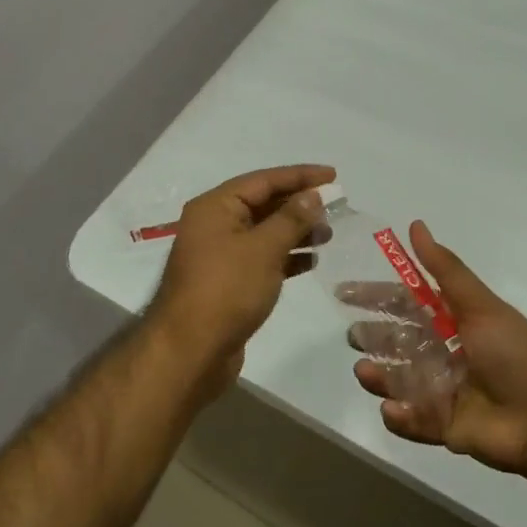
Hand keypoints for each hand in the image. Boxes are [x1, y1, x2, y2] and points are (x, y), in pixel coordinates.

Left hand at [148, 164, 335, 380]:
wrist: (191, 351)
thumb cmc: (227, 290)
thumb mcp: (264, 249)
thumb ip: (291, 219)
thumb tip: (312, 196)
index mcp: (215, 207)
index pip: (263, 180)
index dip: (299, 176)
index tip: (333, 175)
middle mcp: (214, 225)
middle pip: (262, 204)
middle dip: (299, 204)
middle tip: (336, 206)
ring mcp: (219, 255)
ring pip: (264, 233)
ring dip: (295, 231)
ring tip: (328, 235)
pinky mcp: (227, 282)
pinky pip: (261, 258)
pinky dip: (285, 257)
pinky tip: (311, 261)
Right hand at [343, 221, 526, 477]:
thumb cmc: (515, 354)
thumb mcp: (480, 305)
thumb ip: (444, 269)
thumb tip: (415, 225)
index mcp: (454, 322)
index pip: (406, 304)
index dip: (376, 297)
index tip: (345, 293)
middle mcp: (445, 354)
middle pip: (398, 343)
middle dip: (373, 339)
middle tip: (354, 337)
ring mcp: (444, 392)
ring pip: (399, 381)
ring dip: (379, 376)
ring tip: (365, 371)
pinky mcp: (445, 428)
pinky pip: (413, 420)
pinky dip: (400, 416)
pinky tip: (392, 408)